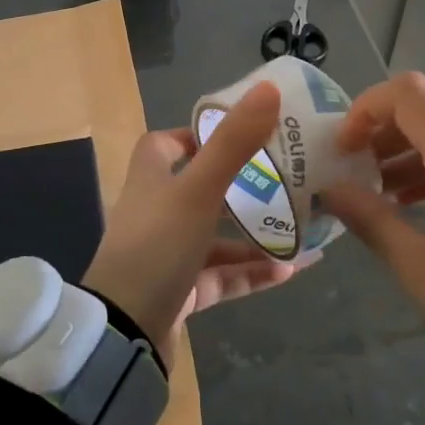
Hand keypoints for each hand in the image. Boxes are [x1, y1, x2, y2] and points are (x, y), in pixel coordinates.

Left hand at [82, 82, 302, 362]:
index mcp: (150, 180)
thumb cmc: (158, 247)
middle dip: (242, 186)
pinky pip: (221, 276)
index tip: (239, 133)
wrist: (123, 334)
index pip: (167, 144)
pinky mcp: (178, 292)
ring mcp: (166, 255)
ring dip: (254, 236)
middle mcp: (155, 212)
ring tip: (301, 231)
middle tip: (286, 182)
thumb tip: (268, 89)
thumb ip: (234, 143)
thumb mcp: (199, 190)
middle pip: (200, 188)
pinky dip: (250, 272)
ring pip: (215, 237)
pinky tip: (289, 272)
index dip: (198, 134)